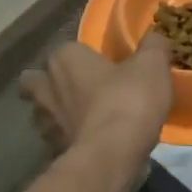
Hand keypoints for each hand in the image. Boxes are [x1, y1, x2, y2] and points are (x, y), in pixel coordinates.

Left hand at [20, 34, 173, 161]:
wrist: (113, 154)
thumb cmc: (128, 100)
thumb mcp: (152, 65)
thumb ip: (153, 46)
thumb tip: (155, 37)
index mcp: (65, 58)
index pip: (67, 49)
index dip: (83, 57)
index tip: (103, 65)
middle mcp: (47, 86)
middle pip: (37, 80)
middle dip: (51, 83)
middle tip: (79, 89)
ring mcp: (46, 121)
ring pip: (42, 111)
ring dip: (56, 113)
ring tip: (82, 118)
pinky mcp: (52, 149)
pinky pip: (56, 138)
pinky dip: (68, 138)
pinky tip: (89, 141)